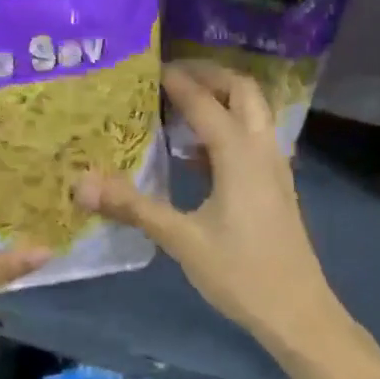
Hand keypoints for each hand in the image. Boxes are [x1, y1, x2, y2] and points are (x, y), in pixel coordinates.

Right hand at [76, 63, 340, 349]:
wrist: (297, 310)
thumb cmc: (240, 273)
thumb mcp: (182, 239)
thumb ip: (134, 207)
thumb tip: (82, 184)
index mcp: (239, 154)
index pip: (204, 102)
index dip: (176, 82)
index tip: (147, 68)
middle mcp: (262, 149)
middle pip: (243, 91)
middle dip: (209, 75)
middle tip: (171, 76)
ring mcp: (274, 167)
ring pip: (254, 113)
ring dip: (223, 99)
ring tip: (180, 106)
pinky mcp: (276, 186)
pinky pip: (254, 138)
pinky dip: (229, 128)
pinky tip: (197, 155)